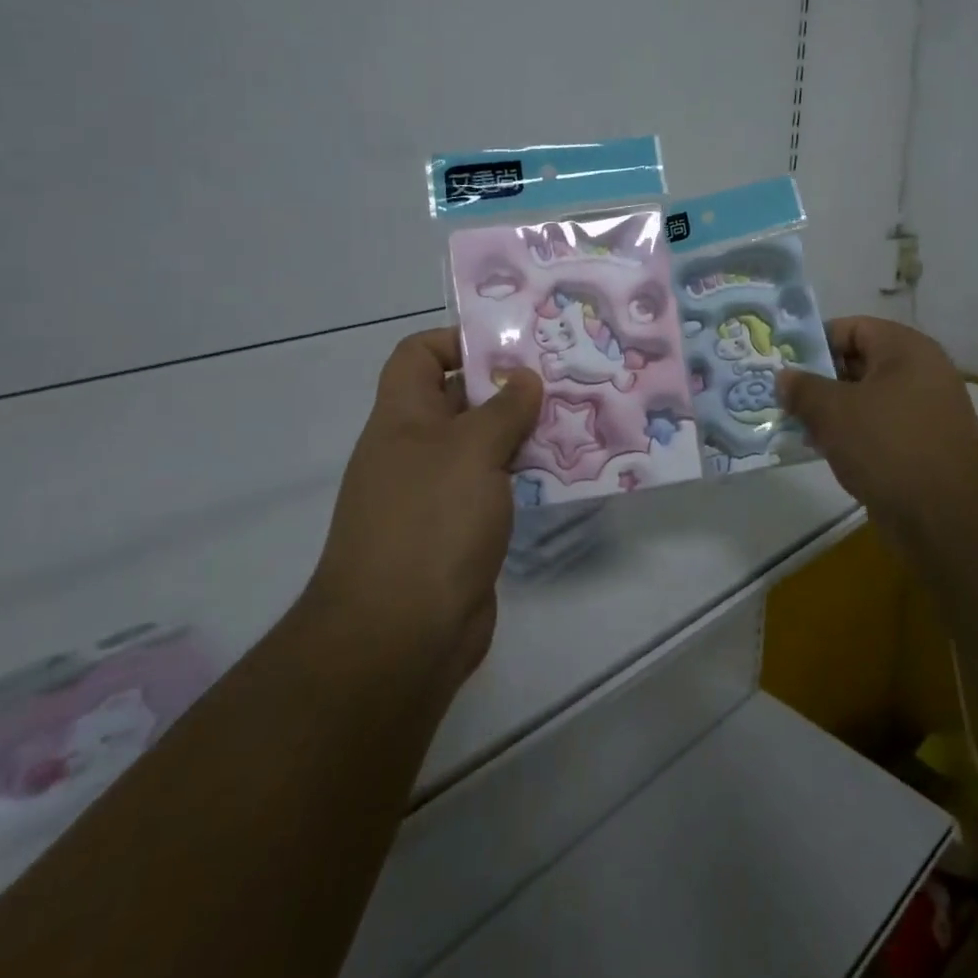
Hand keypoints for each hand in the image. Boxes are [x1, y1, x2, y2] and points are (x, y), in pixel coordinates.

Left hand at [306, 328, 542, 695]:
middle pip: (460, 398)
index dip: (458, 340)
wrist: (401, 636)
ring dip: (524, 432)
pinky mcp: (461, 530)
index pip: (418, 355)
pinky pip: (496, 487)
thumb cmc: (430, 523)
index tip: (510, 345)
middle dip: (507, 385)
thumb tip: (523, 377)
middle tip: (563, 375)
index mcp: (402, 418)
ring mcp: (438, 493)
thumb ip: (502, 408)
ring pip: (484, 445)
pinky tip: (566, 471)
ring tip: (577, 417)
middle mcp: (416, 449)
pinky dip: (525, 475)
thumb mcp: (470, 450)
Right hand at [780, 317, 977, 570]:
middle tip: (783, 395)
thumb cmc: (887, 444)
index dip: (814, 341)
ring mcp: (925, 411)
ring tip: (795, 424)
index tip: (783, 363)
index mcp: (905, 349)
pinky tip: (822, 449)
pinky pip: (878, 428)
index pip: (851, 328)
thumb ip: (803, 388)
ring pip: (866, 399)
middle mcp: (920, 372)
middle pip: (858, 363)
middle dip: (818, 379)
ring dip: (832, 411)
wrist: (946, 515)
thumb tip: (784, 377)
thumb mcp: (833, 411)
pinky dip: (851, 434)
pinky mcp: (923, 445)